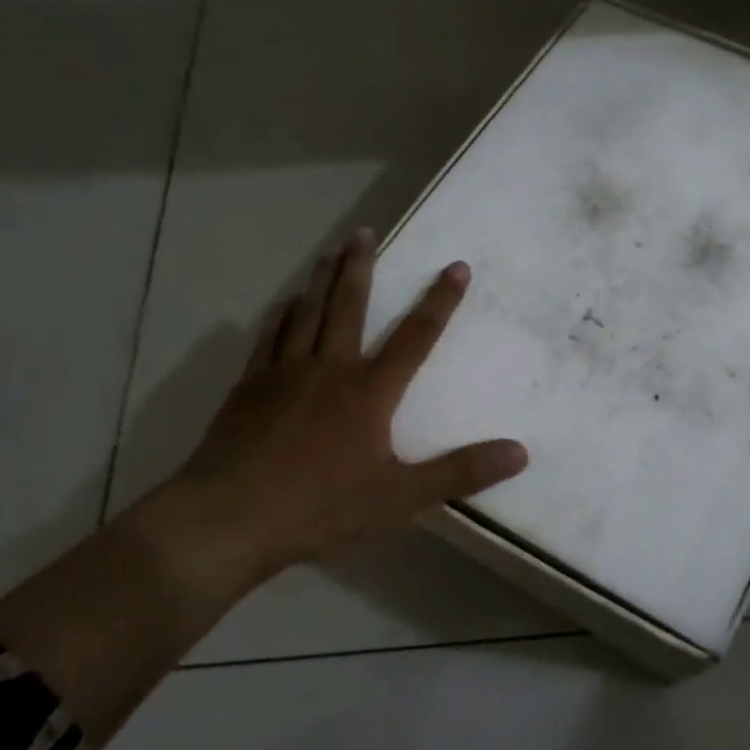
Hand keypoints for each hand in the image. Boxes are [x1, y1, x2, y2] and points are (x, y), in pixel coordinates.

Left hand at [148, 229, 527, 575]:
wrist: (228, 518)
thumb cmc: (320, 507)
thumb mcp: (400, 498)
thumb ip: (460, 472)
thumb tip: (520, 452)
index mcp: (369, 392)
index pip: (416, 336)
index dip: (440, 301)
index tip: (456, 266)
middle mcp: (328, 368)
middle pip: (349, 306)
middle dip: (360, 266)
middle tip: (363, 231)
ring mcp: (283, 373)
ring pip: (307, 313)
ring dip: (321, 279)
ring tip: (329, 252)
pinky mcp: (249, 387)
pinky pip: (269, 338)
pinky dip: (281, 316)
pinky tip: (284, 306)